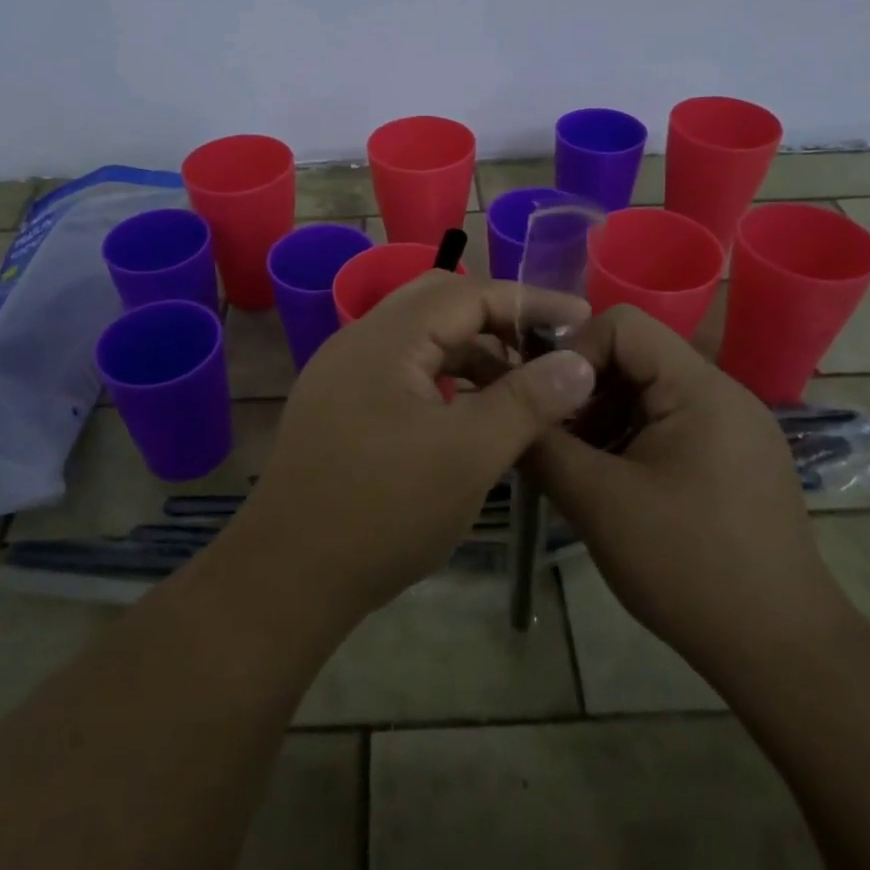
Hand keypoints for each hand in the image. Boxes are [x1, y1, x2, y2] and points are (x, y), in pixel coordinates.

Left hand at [238, 273, 597, 621]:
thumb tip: (579, 361)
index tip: (581, 321)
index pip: (469, 293)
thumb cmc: (385, 509)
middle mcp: (359, 340)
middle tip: (546, 350)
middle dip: (497, 320)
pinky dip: (442, 379)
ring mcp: (342, 373)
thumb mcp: (469, 454)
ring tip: (518, 388)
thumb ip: (527, 401)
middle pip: (439, 304)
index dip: (529, 302)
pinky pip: (400, 371)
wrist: (288, 576)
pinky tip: (467, 414)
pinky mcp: (338, 406)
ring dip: (470, 352)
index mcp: (387, 338)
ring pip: (419, 339)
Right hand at [526, 305, 849, 670]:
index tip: (544, 401)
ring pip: (649, 394)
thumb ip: (543, 446)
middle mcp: (723, 395)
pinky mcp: (736, 461)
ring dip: (603, 420)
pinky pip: (670, 426)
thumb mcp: (598, 503)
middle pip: (635, 358)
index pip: (622, 324)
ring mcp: (735, 429)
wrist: (784, 653)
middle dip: (584, 392)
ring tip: (579, 470)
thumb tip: (507, 411)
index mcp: (699, 389)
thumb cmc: (688, 566)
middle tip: (552, 440)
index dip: (573, 351)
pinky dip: (631, 442)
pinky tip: (614, 488)